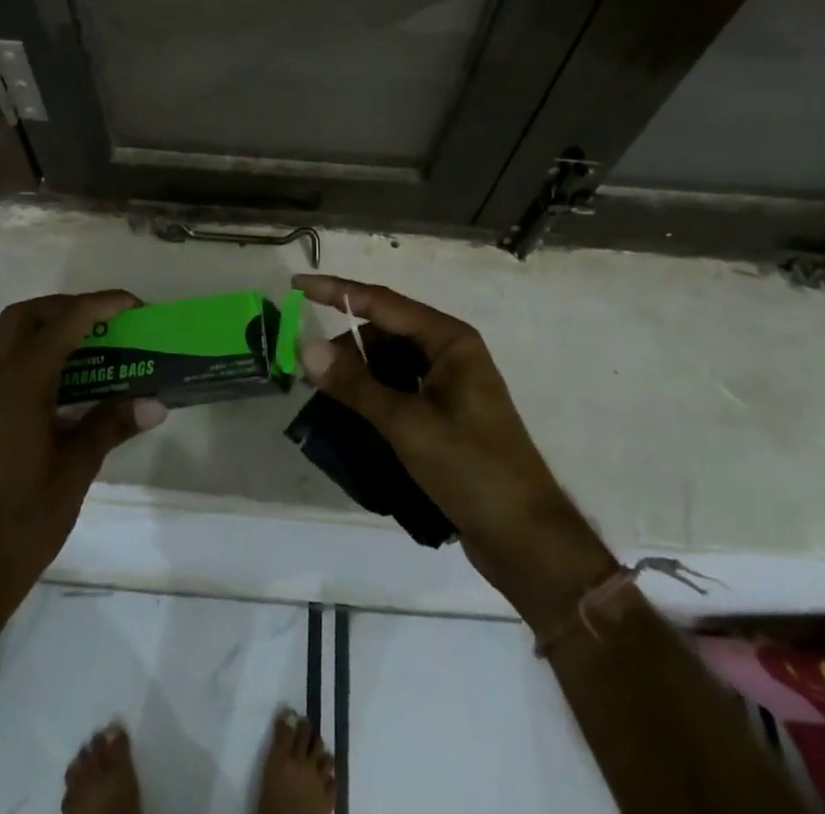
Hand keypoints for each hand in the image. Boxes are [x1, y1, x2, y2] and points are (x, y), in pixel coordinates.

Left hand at [0, 292, 166, 622]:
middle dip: (66, 307)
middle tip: (105, 321)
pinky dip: (40, 358)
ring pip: (13, 340)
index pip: (63, 323)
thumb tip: (154, 402)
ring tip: (95, 347)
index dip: (100, 305)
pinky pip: (10, 367)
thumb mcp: (78, 467)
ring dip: (51, 331)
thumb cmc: (27, 517)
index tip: (134, 305)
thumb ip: (113, 423)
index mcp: (20, 385)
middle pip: (25, 317)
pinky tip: (70, 387)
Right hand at [294, 275, 615, 629]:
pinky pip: (399, 389)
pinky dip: (373, 395)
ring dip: (359, 373)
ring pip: (390, 362)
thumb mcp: (407, 425)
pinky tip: (351, 415)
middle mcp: (450, 352)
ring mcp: (449, 384)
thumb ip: (355, 385)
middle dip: (347, 345)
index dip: (337, 291)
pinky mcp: (445, 414)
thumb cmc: (472, 469)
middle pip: (385, 332)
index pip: (382, 302)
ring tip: (326, 397)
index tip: (298, 284)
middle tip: (309, 368)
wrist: (527, 539)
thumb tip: (307, 347)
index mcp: (449, 339)